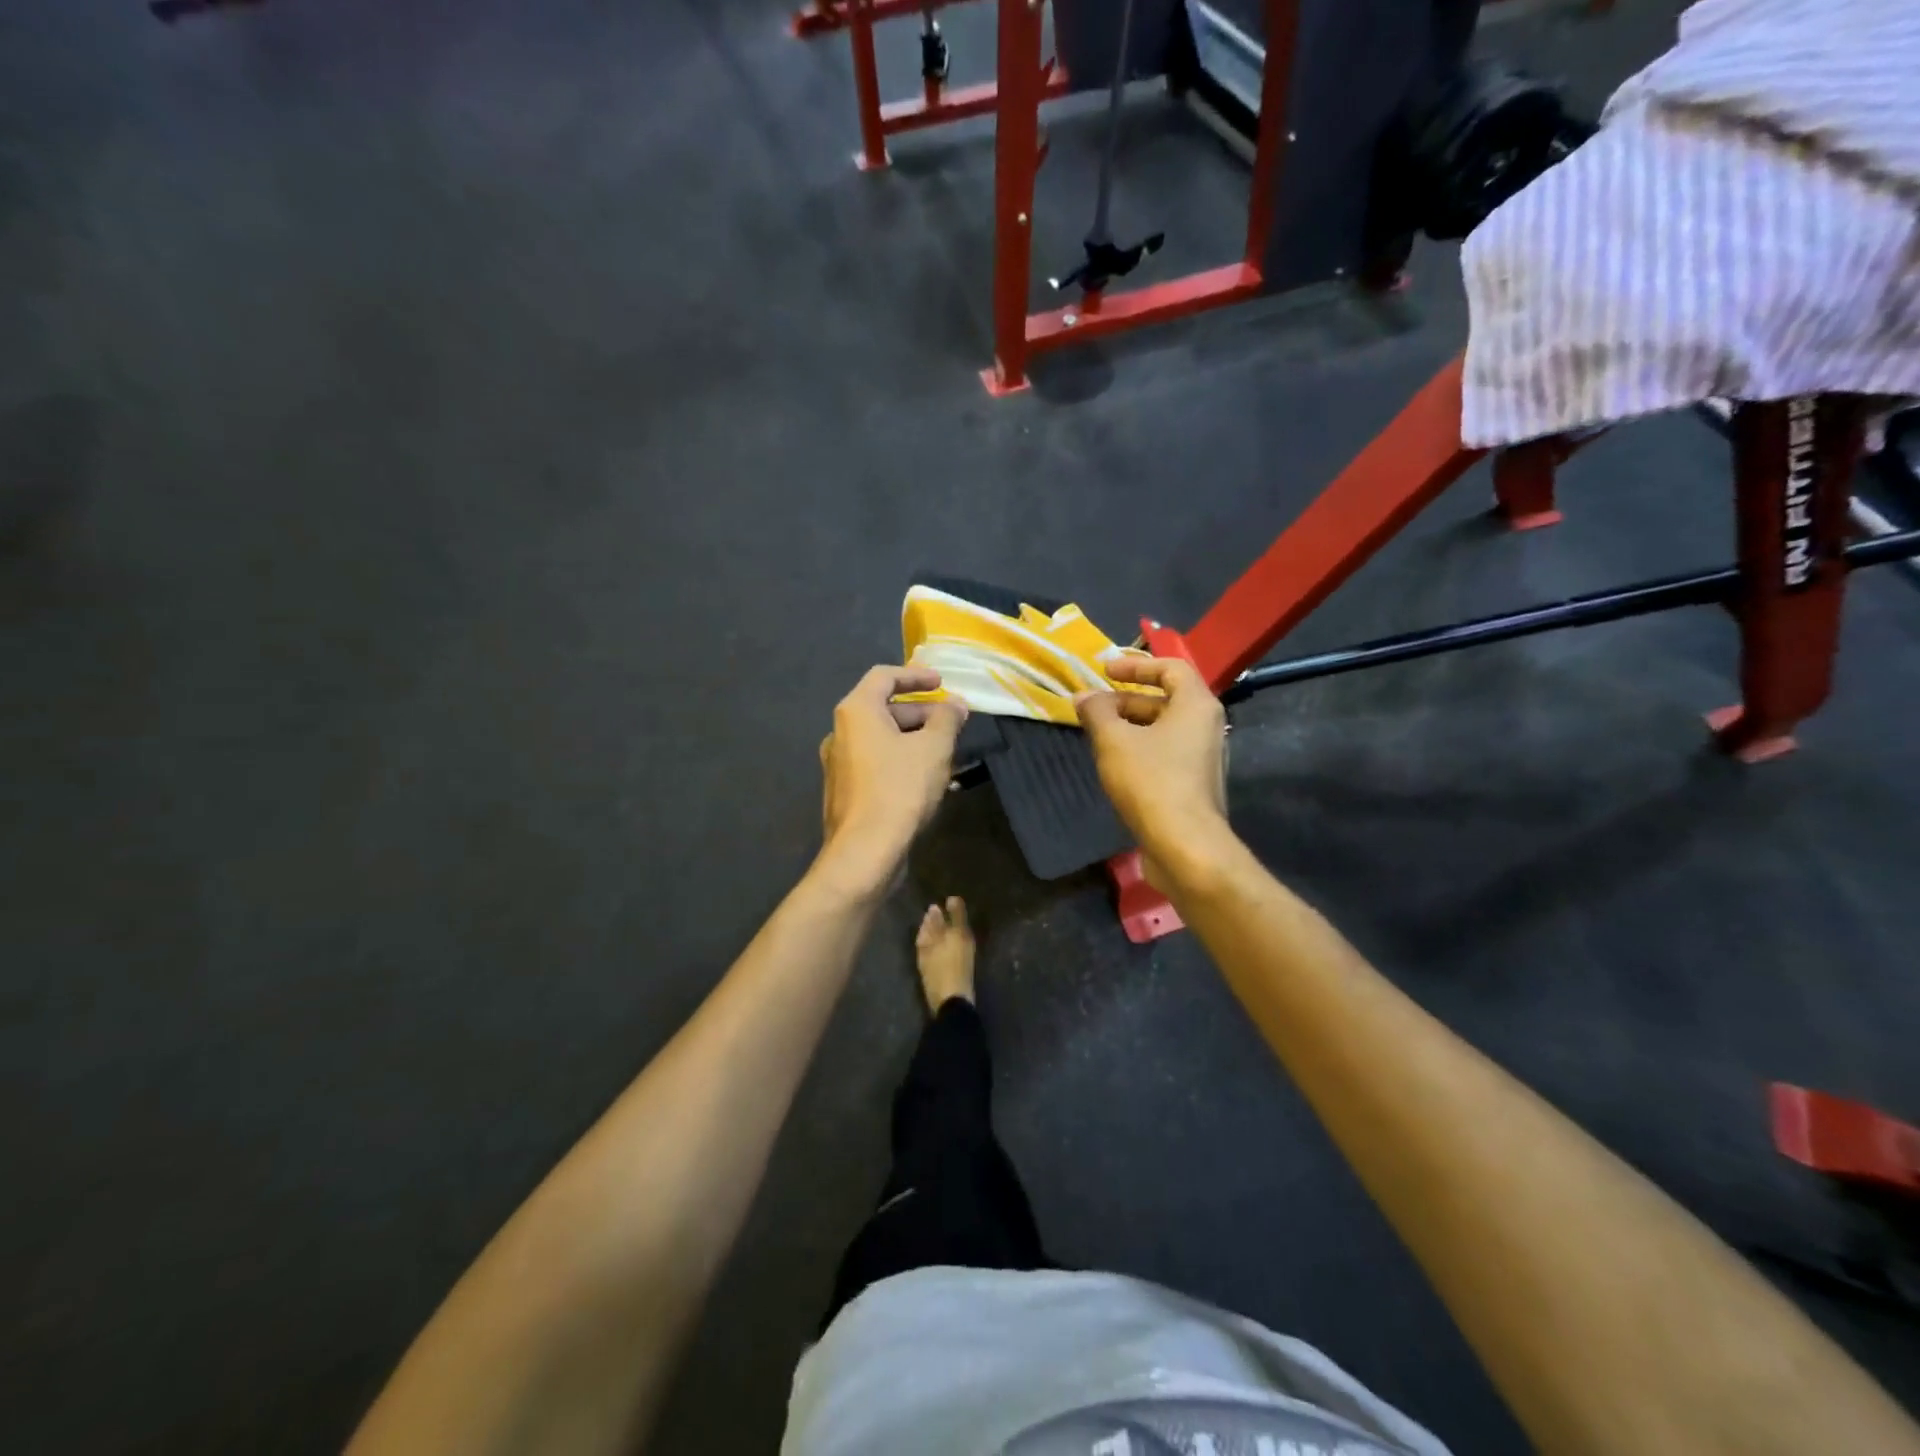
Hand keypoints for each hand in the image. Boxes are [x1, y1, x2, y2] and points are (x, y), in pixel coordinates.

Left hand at [817, 666, 967, 889]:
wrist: (865, 851)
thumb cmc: (900, 789)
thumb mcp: (934, 748)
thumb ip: (947, 719)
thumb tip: (955, 704)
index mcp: (856, 711)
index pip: (884, 676)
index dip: (916, 675)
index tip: (941, 683)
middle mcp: (840, 732)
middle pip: (883, 709)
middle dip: (921, 712)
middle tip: (952, 722)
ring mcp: (839, 763)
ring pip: (882, 739)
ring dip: (914, 739)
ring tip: (947, 752)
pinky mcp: (845, 791)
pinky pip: (877, 763)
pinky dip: (902, 761)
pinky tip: (928, 780)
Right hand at [1074, 657, 1227, 860]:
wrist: (1185, 846)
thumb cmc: (1151, 781)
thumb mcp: (1114, 740)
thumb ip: (1097, 712)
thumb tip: (1084, 697)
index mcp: (1196, 705)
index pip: (1170, 668)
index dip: (1136, 664)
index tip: (1104, 670)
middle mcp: (1206, 726)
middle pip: (1164, 699)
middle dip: (1124, 700)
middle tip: (1091, 707)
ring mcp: (1202, 758)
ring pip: (1162, 729)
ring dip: (1128, 726)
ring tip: (1095, 734)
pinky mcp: (1193, 785)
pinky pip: (1164, 754)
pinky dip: (1138, 749)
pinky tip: (1112, 764)